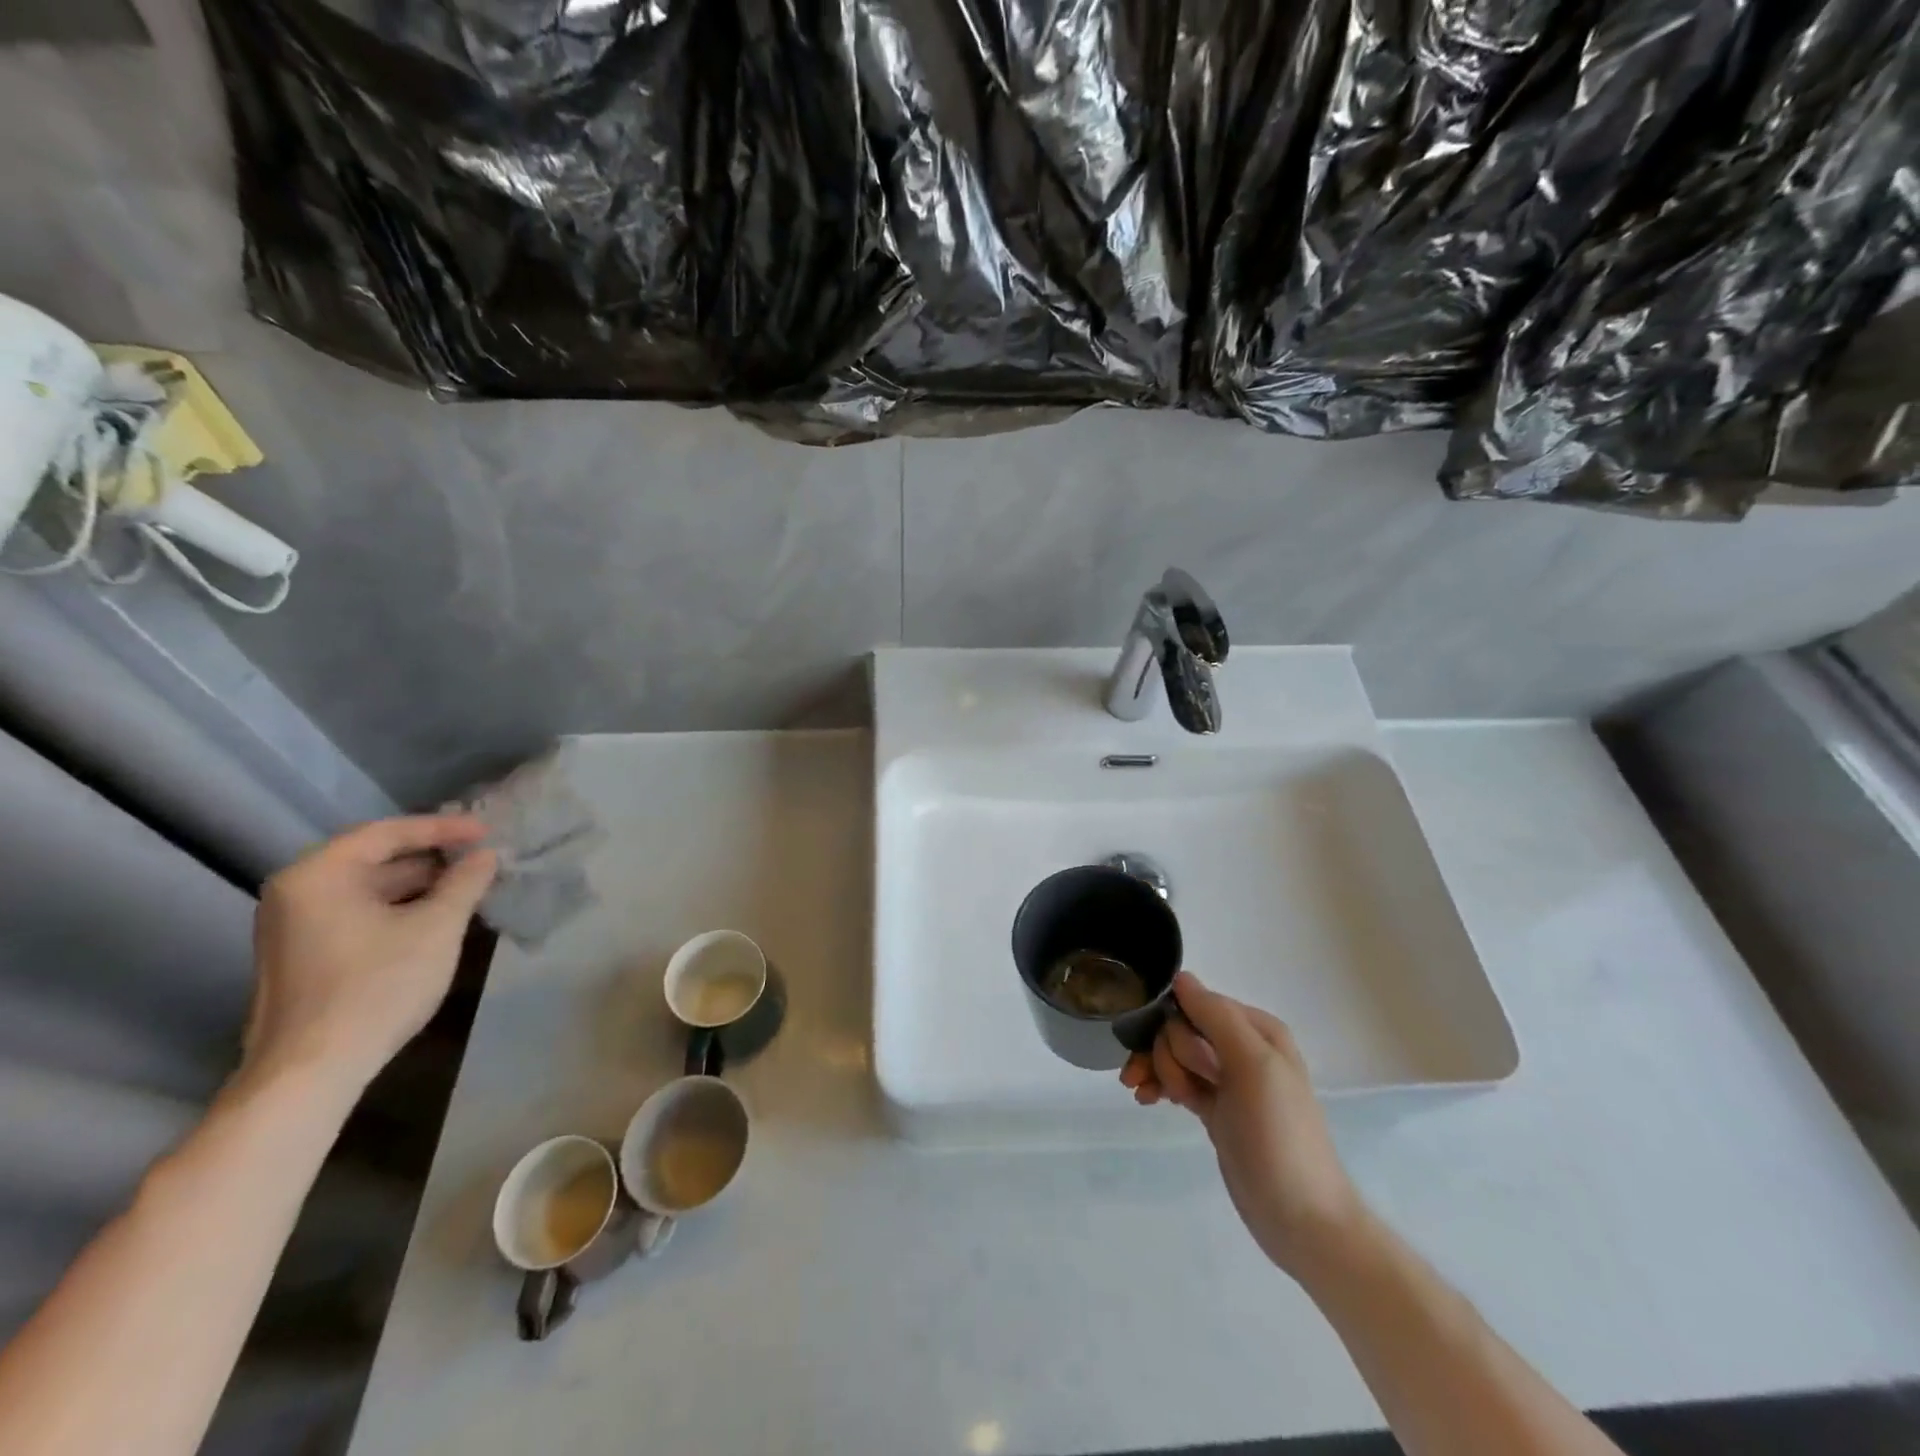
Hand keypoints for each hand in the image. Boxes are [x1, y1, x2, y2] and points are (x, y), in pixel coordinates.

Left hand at [243, 816, 497, 1093]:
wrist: (311, 1071)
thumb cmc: (377, 986)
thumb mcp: (436, 928)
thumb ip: (465, 883)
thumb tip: (485, 856)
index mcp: (318, 875)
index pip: (387, 833)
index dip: (442, 829)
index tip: (486, 832)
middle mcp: (295, 892)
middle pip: (373, 859)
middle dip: (431, 858)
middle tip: (479, 858)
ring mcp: (292, 927)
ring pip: (366, 889)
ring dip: (418, 886)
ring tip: (467, 888)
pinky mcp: (301, 956)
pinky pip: (356, 914)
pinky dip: (397, 909)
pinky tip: (434, 919)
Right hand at [1121, 972, 1363, 1279]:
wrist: (1302, 1220)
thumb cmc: (1279, 1137)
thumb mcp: (1253, 1066)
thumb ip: (1217, 1017)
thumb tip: (1181, 978)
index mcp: (1257, 1029)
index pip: (1196, 1003)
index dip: (1175, 1028)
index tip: (1175, 1060)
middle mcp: (1242, 1048)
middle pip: (1181, 1030)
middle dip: (1169, 1056)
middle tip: (1183, 1091)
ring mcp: (1229, 1081)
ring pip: (1175, 1055)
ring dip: (1158, 1071)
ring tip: (1149, 1096)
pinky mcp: (1218, 1110)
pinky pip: (1178, 1082)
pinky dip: (1160, 1086)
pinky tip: (1145, 1099)